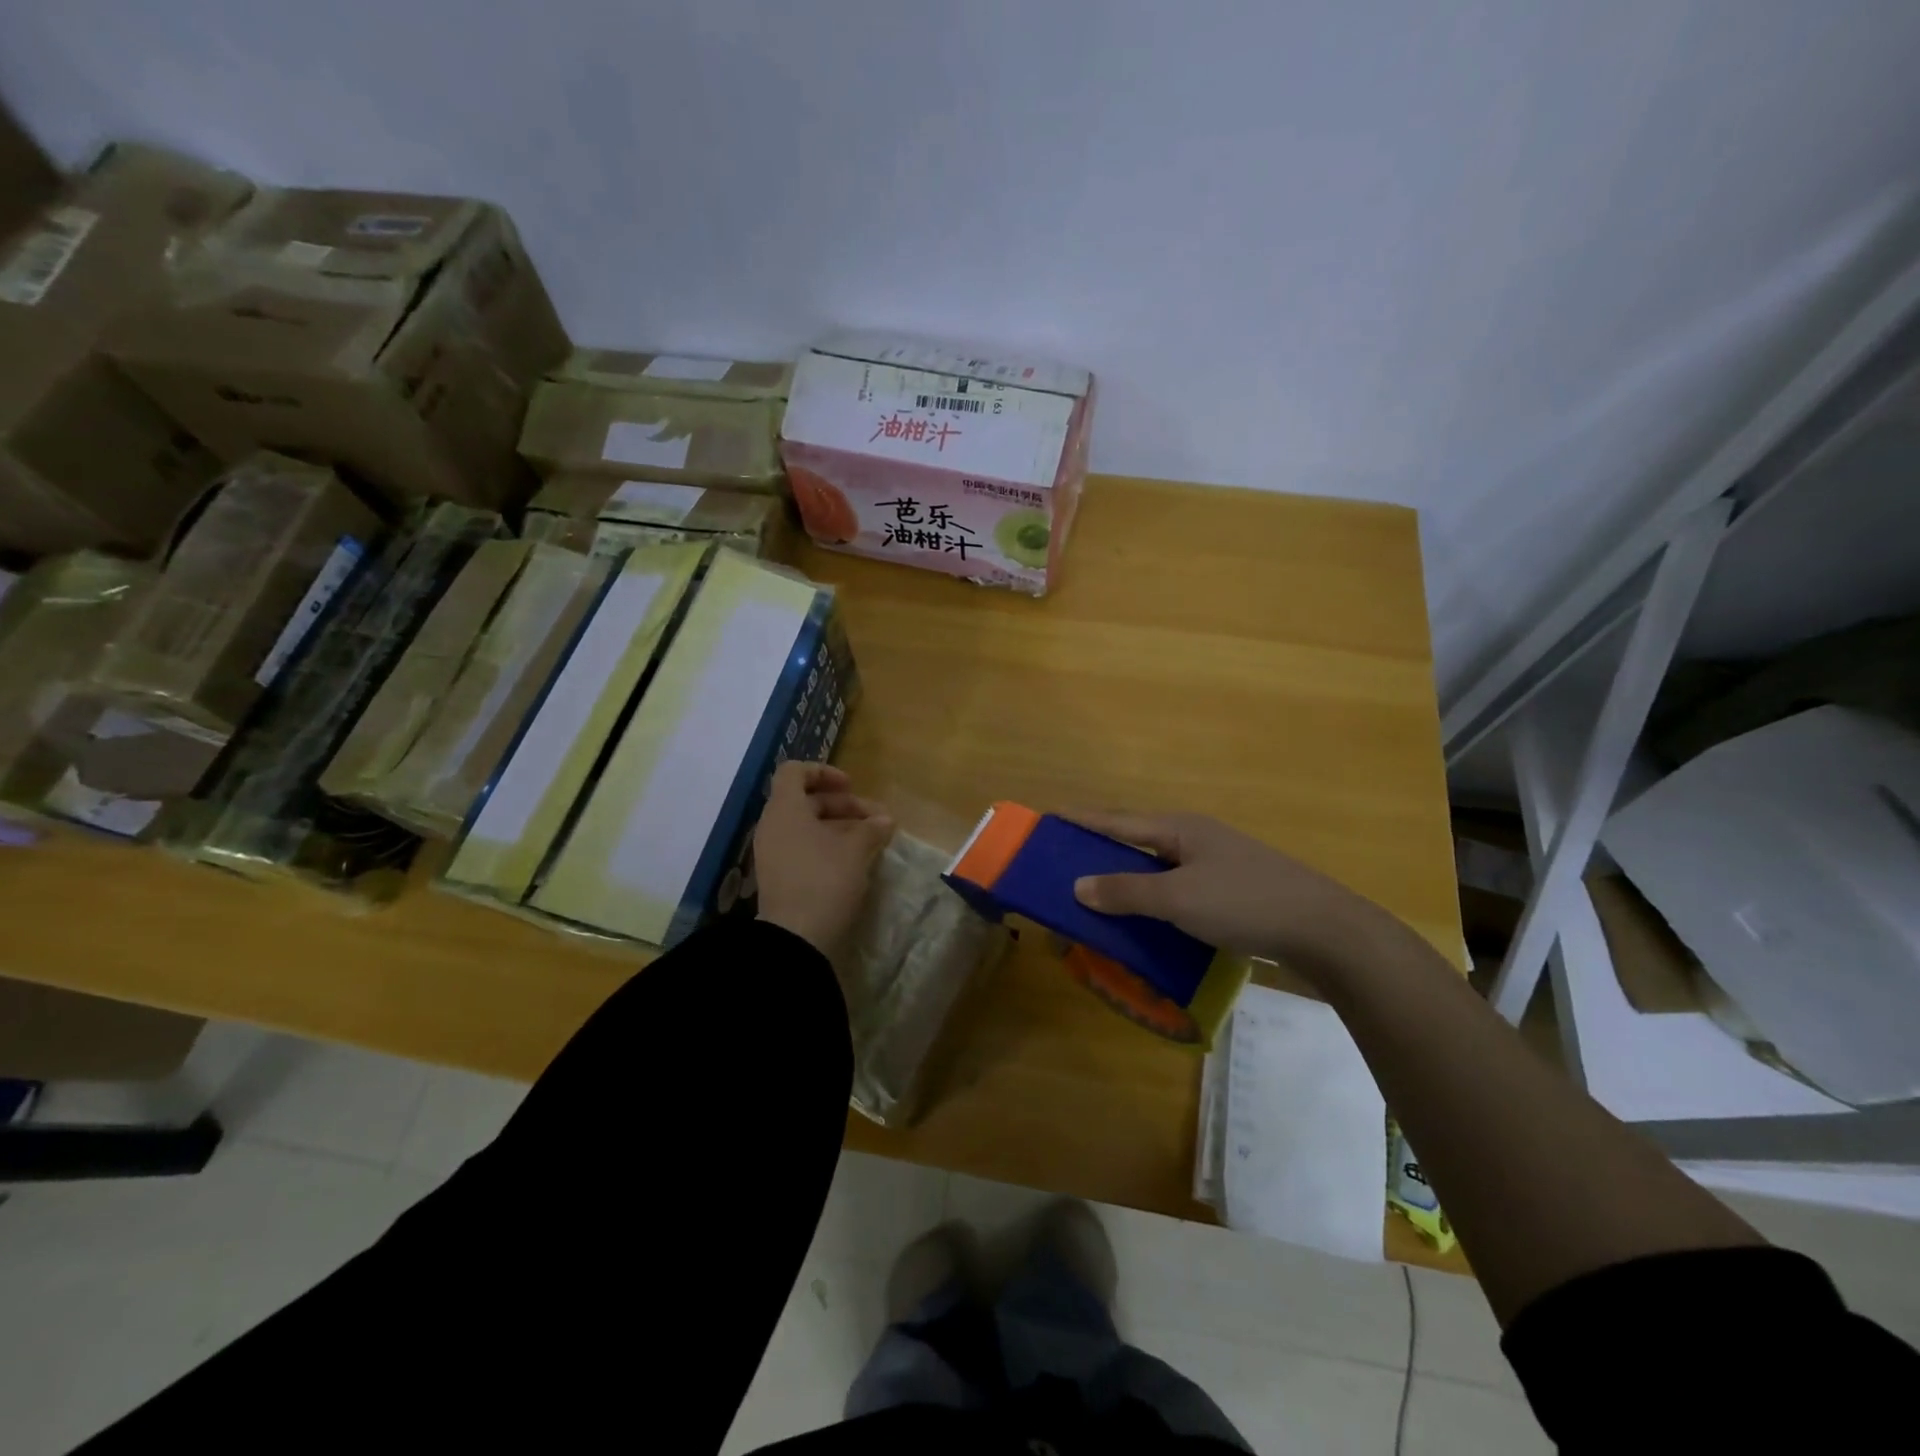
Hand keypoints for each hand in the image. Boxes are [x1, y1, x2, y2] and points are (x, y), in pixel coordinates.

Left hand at [754, 762, 893, 953]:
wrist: (796, 938)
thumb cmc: (825, 880)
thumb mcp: (855, 850)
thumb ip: (870, 828)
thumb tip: (884, 819)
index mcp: (785, 810)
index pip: (795, 772)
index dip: (824, 772)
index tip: (851, 786)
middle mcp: (773, 826)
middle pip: (805, 800)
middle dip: (842, 805)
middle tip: (875, 819)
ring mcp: (773, 853)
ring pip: (806, 826)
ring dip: (838, 827)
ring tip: (870, 840)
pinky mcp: (779, 876)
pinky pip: (802, 848)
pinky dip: (826, 846)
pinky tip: (852, 860)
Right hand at [1068, 810, 1390, 973]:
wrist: (1325, 930)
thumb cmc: (1245, 903)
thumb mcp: (1178, 899)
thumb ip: (1126, 892)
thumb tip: (1078, 885)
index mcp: (1178, 829)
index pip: (1116, 821)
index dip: (1080, 821)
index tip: (1047, 818)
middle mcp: (1193, 839)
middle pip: (1134, 842)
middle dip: (1098, 853)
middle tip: (1061, 866)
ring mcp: (1214, 864)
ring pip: (1156, 869)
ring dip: (1125, 881)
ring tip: (1093, 896)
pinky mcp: (1229, 891)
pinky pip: (1175, 890)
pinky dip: (1151, 901)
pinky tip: (1142, 921)